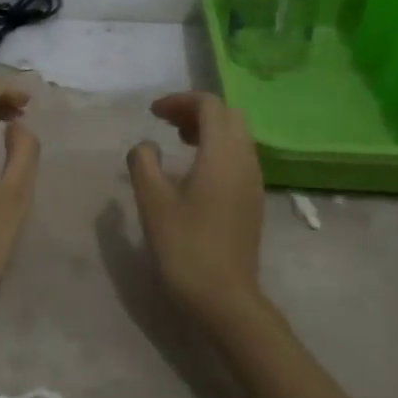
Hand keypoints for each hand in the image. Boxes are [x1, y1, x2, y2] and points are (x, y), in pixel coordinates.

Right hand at [126, 92, 265, 319]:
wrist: (225, 296)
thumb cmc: (185, 246)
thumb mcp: (153, 201)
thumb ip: (144, 163)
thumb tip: (146, 146)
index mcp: (222, 153)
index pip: (209, 105)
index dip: (180, 101)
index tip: (152, 113)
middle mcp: (245, 159)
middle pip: (228, 116)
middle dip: (197, 111)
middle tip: (166, 123)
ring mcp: (253, 181)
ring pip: (237, 136)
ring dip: (209, 129)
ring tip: (178, 141)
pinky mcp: (253, 200)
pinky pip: (239, 157)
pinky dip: (217, 149)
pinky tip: (195, 171)